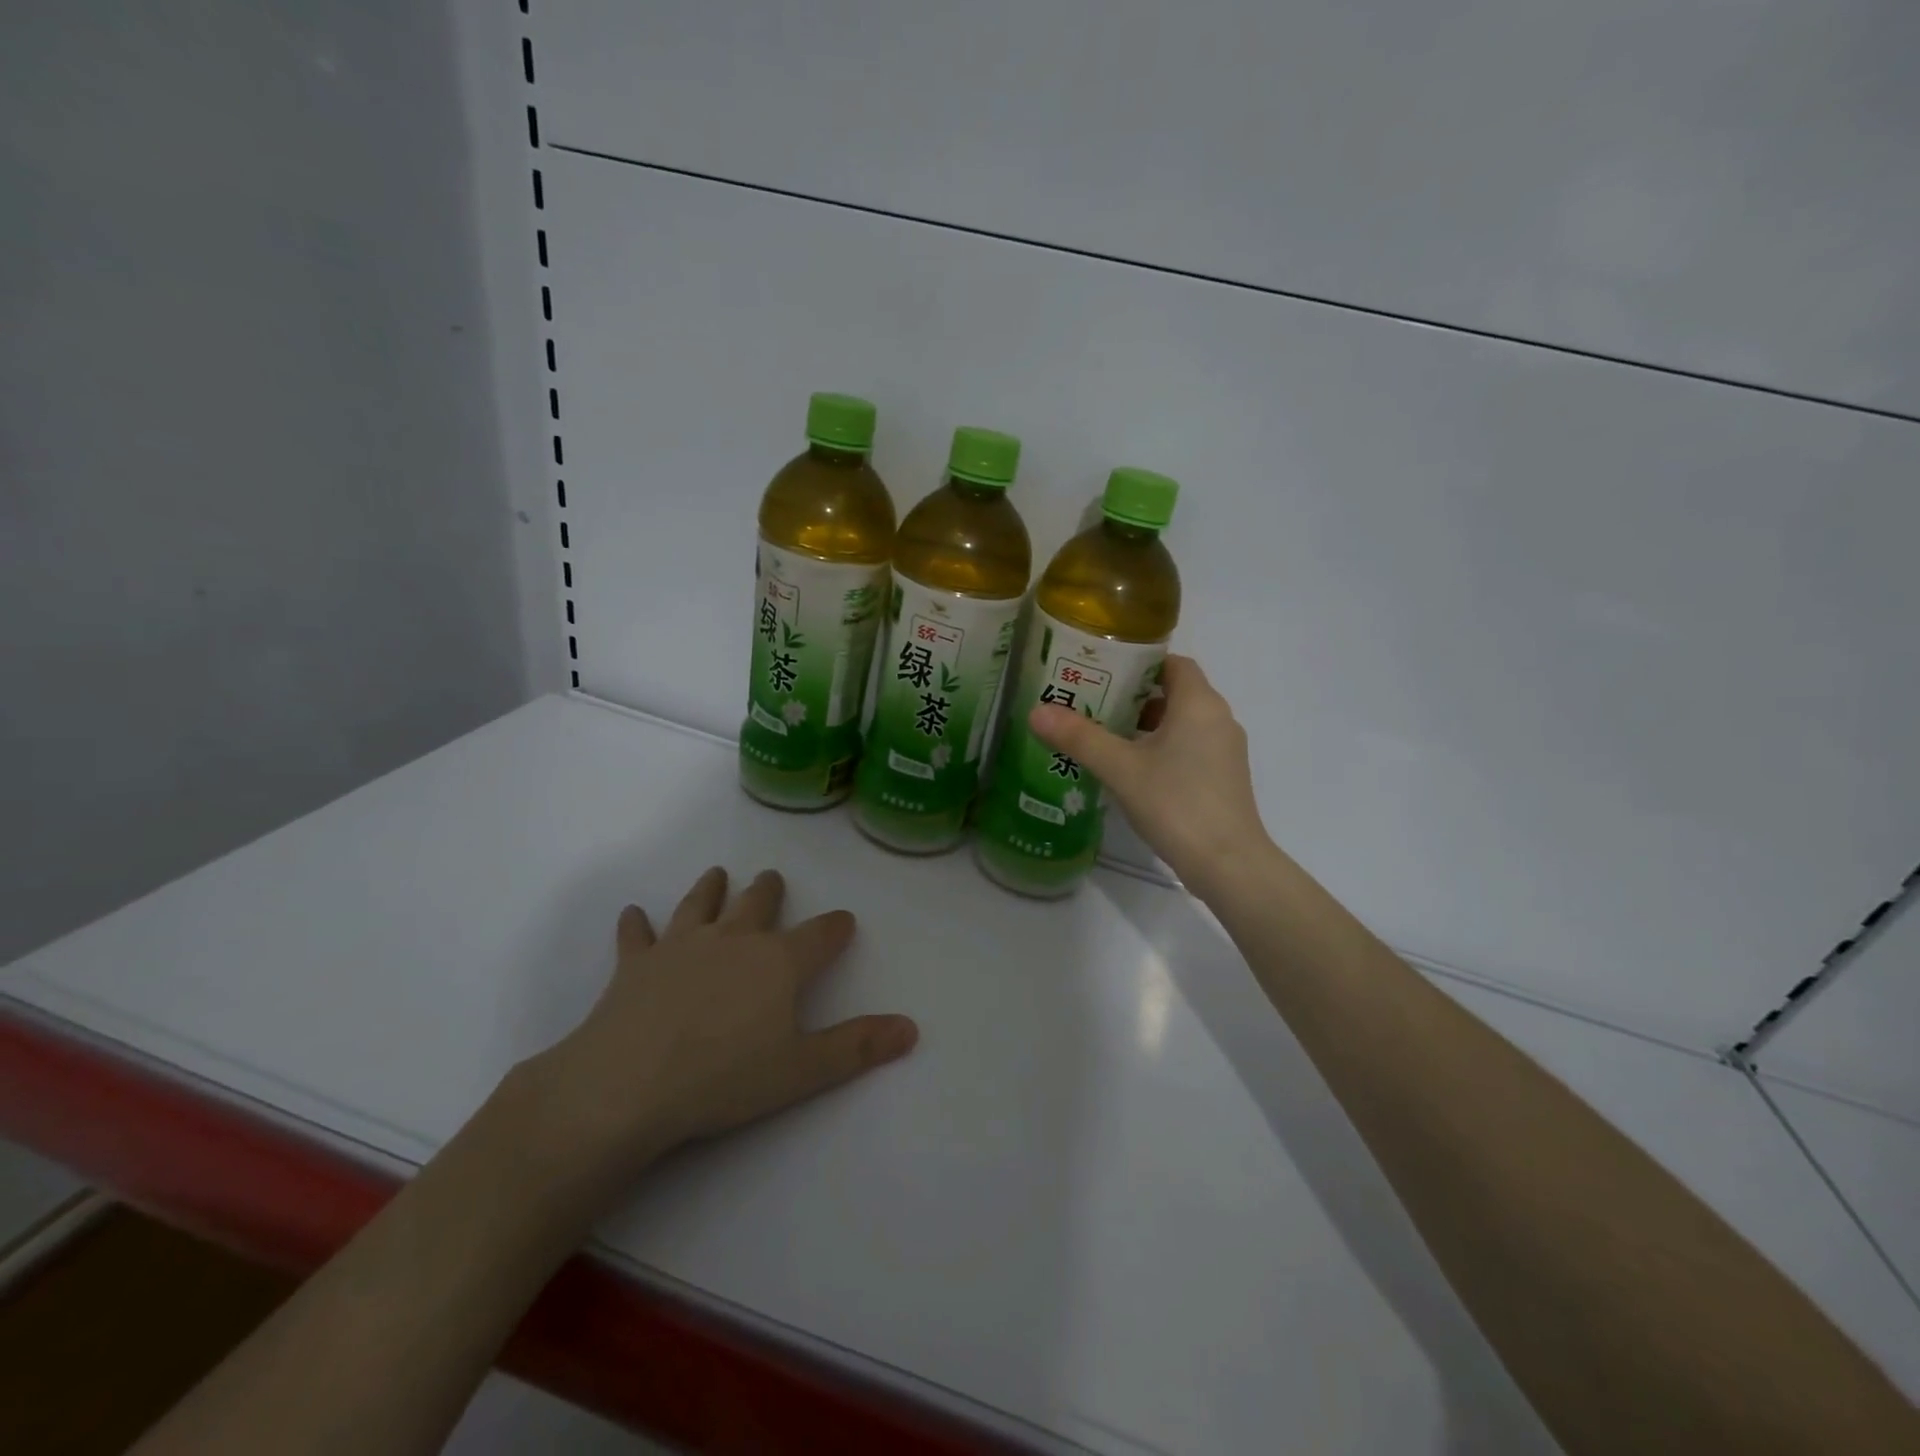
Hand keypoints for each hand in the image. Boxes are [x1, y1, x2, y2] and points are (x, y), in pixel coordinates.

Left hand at [519, 867, 917, 1192]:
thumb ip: (858, 1047)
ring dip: (711, 888)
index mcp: (778, 962)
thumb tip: (912, 1028)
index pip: (820, 934)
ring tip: (718, 873)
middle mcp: (734, 939)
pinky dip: (636, 924)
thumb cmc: (724, 1078)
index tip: (844, 920)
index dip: (836, 926)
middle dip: (770, 890)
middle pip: (758, 904)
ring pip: (702, 904)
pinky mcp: (635, 964)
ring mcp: (681, 946)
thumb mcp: (803, 1070)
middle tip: (772, 877)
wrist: (627, 1085)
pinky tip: (633, 913)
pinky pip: (637, 935)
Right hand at [1030, 655, 1272, 896]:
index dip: (1138, 662)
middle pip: (1173, 692)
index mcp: (1199, 704)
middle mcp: (1218, 719)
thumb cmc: (1176, 804)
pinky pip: (1188, 748)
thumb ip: (1080, 737)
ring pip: (1180, 723)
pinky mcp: (1223, 778)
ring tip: (1102, 735)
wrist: (1228, 865)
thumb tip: (1037, 711)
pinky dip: (1160, 748)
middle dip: (1132, 695)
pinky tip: (1129, 769)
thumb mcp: (1120, 768)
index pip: (1171, 663)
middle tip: (1091, 702)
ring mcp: (1224, 751)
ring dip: (1144, 725)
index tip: (1102, 670)